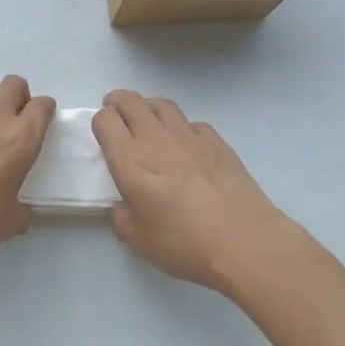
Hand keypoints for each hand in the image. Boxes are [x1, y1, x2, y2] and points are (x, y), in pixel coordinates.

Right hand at [93, 90, 301, 295]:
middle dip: (118, 102)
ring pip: (162, 104)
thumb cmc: (185, 244)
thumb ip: (122, 221)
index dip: (100, 122)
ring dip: (149, 108)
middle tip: (117, 114)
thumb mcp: (140, 242)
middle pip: (130, 101)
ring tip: (148, 122)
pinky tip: (187, 145)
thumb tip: (121, 209)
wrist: (244, 242)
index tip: (103, 134)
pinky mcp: (217, 141)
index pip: (105, 120)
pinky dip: (183, 127)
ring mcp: (189, 136)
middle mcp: (156, 139)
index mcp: (130, 161)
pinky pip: (192, 123)